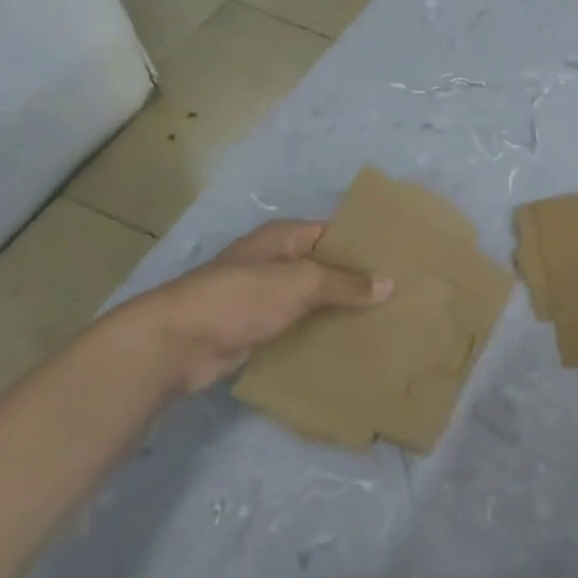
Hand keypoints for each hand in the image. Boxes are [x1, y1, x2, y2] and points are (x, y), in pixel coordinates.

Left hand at [122, 220, 392, 393]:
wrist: (176, 343)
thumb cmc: (240, 298)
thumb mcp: (301, 283)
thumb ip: (346, 283)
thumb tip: (389, 284)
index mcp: (283, 237)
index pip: (334, 232)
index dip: (364, 244)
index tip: (399, 258)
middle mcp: (275, 261)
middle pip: (325, 267)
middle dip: (357, 281)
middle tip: (401, 294)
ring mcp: (264, 297)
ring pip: (313, 300)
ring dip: (340, 310)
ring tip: (384, 320)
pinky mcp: (256, 329)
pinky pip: (299, 326)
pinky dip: (320, 333)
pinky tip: (349, 344)